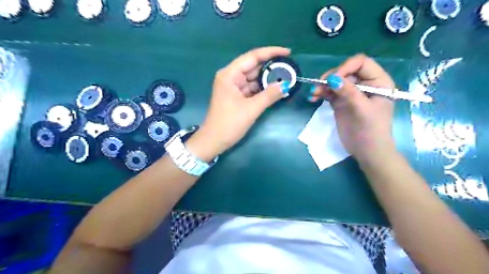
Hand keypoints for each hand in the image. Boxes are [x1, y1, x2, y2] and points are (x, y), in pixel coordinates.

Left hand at [187, 46, 288, 159]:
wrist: (214, 141)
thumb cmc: (229, 124)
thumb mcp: (251, 109)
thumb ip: (269, 95)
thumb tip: (286, 85)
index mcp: (230, 75)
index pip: (252, 57)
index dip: (271, 52)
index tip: (288, 52)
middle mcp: (231, 77)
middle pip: (253, 67)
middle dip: (271, 67)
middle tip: (290, 68)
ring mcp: (233, 87)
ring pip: (254, 78)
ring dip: (268, 79)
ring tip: (286, 78)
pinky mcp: (236, 96)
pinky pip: (252, 88)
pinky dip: (263, 89)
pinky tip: (275, 89)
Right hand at [310, 55, 394, 163]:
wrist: (366, 151)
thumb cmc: (371, 130)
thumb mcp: (362, 110)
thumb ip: (349, 92)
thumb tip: (332, 79)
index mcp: (377, 82)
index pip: (361, 63)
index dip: (346, 67)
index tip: (333, 79)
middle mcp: (364, 84)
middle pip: (345, 71)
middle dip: (331, 77)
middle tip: (320, 86)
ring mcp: (351, 93)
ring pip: (335, 81)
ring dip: (323, 85)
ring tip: (313, 93)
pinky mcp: (340, 102)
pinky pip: (329, 92)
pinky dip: (321, 93)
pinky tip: (313, 97)